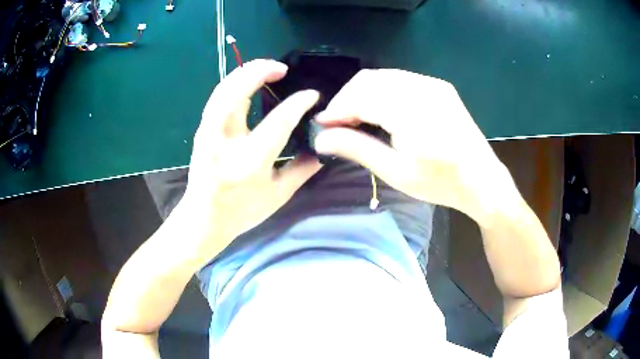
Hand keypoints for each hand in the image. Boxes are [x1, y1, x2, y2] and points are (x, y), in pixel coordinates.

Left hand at [178, 59, 321, 260]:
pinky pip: (218, 96)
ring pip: (223, 89)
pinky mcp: (201, 130)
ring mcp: (208, 133)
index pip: (278, 121)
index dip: (298, 104)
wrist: (203, 218)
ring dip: (245, 72)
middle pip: (238, 92)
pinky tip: (246, 82)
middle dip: (260, 71)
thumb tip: (322, 147)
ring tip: (266, 69)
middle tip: (282, 68)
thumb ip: (303, 169)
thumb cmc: (241, 211)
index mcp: (250, 161)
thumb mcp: (278, 195)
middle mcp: (225, 141)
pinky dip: (234, 83)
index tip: (312, 95)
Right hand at [314, 69, 507, 223]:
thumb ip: (356, 148)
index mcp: (411, 111)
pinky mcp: (439, 87)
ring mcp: (433, 84)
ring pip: (383, 77)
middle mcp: (422, 88)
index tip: (322, 125)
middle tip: (338, 124)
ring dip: (363, 93)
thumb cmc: (440, 183)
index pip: (361, 97)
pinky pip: (400, 80)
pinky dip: (382, 91)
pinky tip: (381, 110)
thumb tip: (320, 138)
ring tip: (356, 118)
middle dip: (347, 99)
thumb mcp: (396, 172)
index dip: (337, 109)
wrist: (482, 180)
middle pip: (369, 80)